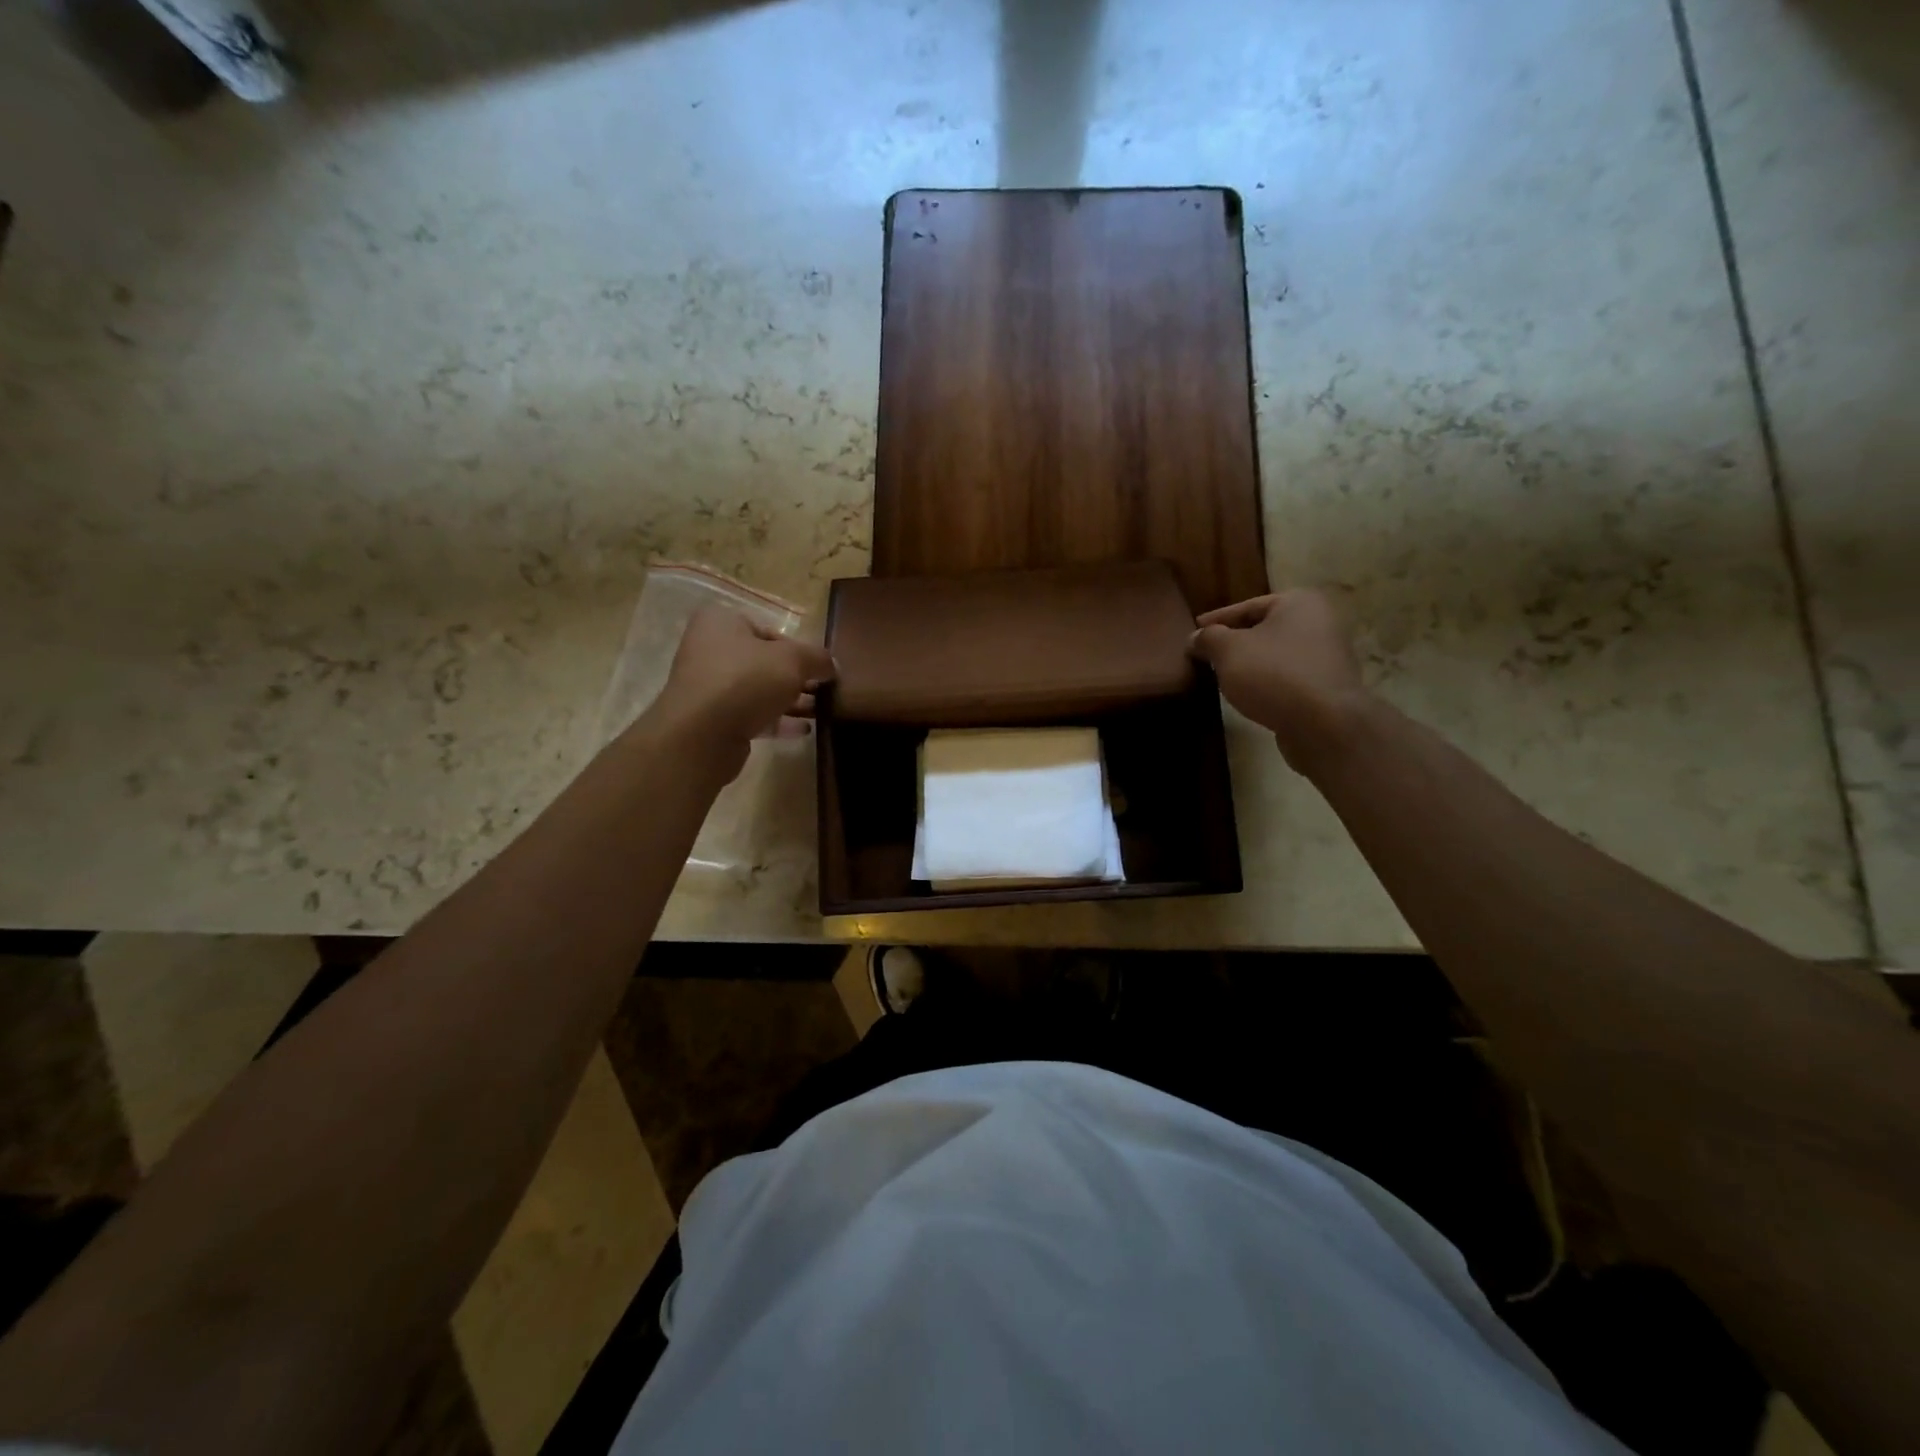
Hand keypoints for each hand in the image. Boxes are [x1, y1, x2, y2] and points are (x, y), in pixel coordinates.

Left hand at [650, 606, 835, 775]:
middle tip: (825, 690)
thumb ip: (818, 658)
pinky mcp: (714, 720)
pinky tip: (805, 730)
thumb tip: (833, 666)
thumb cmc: (746, 680)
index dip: (799, 647)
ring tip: (822, 711)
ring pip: (759, 690)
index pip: (769, 629)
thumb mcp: (793, 660)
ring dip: (791, 700)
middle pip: (764, 661)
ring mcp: (710, 687)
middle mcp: (710, 650)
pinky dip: (778, 721)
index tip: (821, 666)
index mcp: (722, 623)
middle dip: (797, 677)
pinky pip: (753, 715)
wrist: (702, 735)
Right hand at [1189, 589, 1370, 769]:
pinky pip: (1287, 678)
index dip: (1216, 620)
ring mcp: (1328, 657)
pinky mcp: (1327, 687)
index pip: (1247, 606)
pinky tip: (1248, 695)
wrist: (1323, 725)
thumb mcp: (1228, 650)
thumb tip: (1195, 638)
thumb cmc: (1273, 675)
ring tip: (1222, 676)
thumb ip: (1208, 638)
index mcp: (1299, 603)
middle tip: (1205, 654)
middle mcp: (1320, 623)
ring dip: (1249, 664)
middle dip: (1234, 642)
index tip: (1194, 630)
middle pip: (1264, 629)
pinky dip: (1266, 683)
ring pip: (1275, 655)